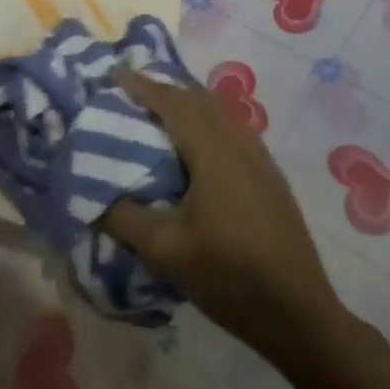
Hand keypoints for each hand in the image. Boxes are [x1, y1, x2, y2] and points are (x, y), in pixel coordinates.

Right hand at [99, 70, 350, 366]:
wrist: (299, 313)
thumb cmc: (229, 276)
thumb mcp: (166, 251)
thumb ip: (123, 218)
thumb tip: (90, 196)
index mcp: (213, 151)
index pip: (172, 102)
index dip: (142, 85)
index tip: (114, 75)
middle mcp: (239, 142)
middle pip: (198, 99)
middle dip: (164, 90)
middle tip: (132, 96)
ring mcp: (260, 158)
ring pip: (219, 112)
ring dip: (188, 105)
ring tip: (159, 117)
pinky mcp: (270, 176)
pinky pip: (232, 129)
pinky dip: (207, 122)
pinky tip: (197, 150)